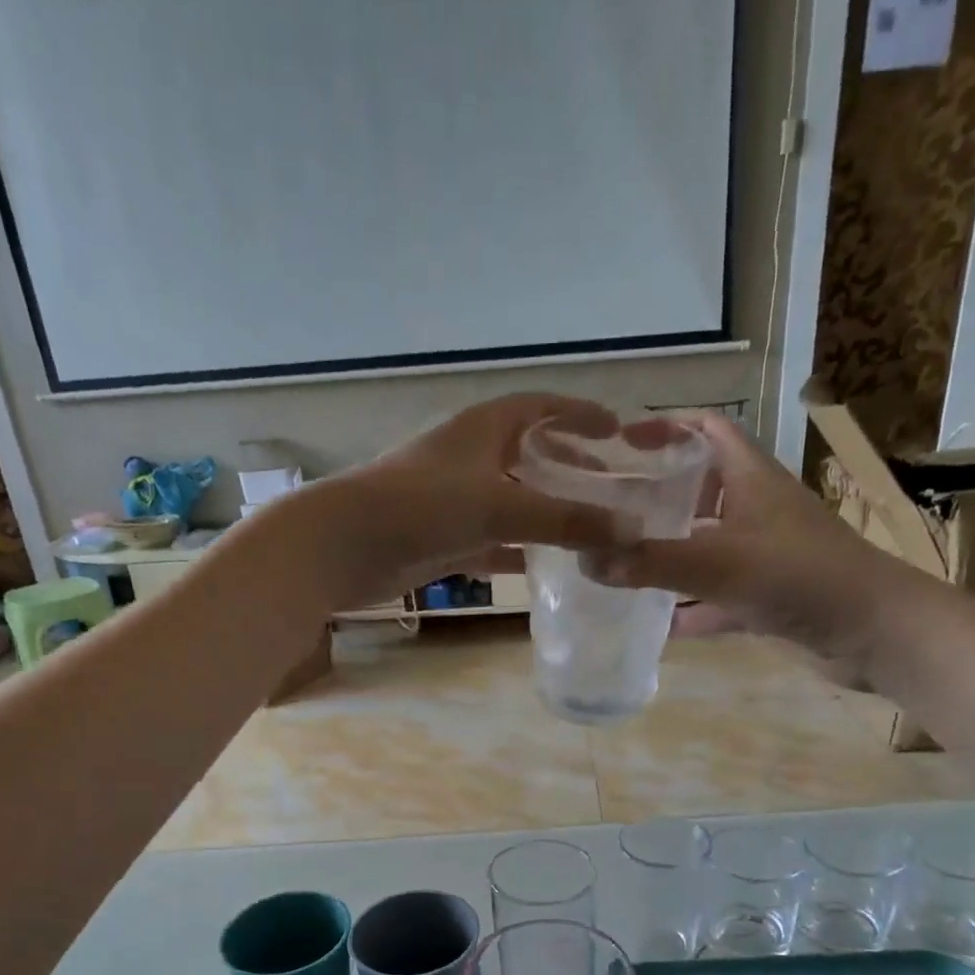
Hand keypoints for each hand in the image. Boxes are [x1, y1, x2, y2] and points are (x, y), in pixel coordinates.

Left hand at [307, 394, 630, 608]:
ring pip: (514, 502)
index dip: (580, 414)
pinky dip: (520, 551)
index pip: (541, 406)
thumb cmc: (420, 506)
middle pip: (530, 454)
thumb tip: (633, 532)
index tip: (618, 431)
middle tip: (610, 488)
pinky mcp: (443, 539)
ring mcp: (455, 500)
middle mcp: (470, 457)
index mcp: (482, 428)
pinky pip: (494, 541)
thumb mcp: (499, 506)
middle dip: (570, 467)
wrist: (341, 546)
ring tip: (590, 529)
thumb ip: (566, 519)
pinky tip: (549, 567)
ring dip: (548, 513)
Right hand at [588, 413, 928, 684]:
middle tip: (608, 512)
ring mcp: (765, 556)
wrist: (876, 632)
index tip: (621, 444)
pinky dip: (691, 607)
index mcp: (751, 479)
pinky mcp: (770, 596)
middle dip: (657, 498)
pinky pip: (718, 596)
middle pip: (701, 490)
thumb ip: (650, 562)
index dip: (667, 428)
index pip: (708, 431)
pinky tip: (658, 623)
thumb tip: (584, 560)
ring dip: (670, 554)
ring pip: (707, 546)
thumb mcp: (718, 563)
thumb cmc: (800, 577)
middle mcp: (757, 510)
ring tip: (621, 564)